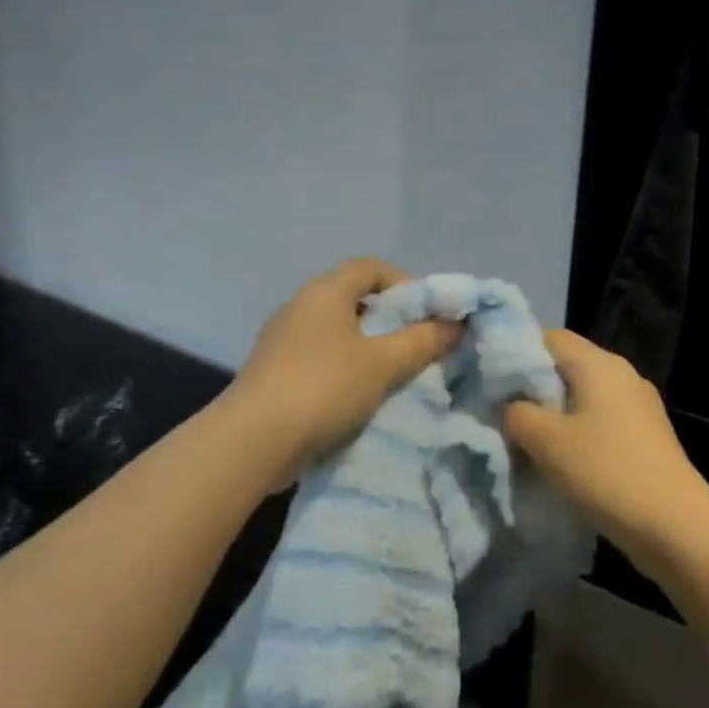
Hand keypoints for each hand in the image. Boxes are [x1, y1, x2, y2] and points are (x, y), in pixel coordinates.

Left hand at [229, 258, 462, 480]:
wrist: (253, 440)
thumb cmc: (325, 386)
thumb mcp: (384, 364)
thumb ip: (422, 341)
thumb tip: (456, 325)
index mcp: (325, 290)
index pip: (370, 267)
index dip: (404, 283)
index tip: (427, 313)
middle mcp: (300, 305)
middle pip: (353, 298)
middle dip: (388, 318)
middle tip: (415, 344)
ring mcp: (281, 338)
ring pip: (335, 330)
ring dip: (366, 346)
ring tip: (392, 373)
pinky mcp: (272, 370)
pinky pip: (318, 356)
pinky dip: (342, 367)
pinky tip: (358, 396)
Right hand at [502, 330, 708, 576]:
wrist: (676, 527)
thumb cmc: (607, 472)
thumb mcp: (547, 441)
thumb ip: (517, 413)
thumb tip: (507, 405)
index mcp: (598, 363)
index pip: (549, 337)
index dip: (517, 353)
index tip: (491, 380)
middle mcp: (621, 373)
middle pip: (566, 366)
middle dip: (533, 387)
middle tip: (502, 412)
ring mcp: (638, 405)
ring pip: (583, 396)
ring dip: (555, 414)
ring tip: (526, 440)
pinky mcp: (646, 435)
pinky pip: (601, 420)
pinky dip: (578, 432)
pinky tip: (562, 461)